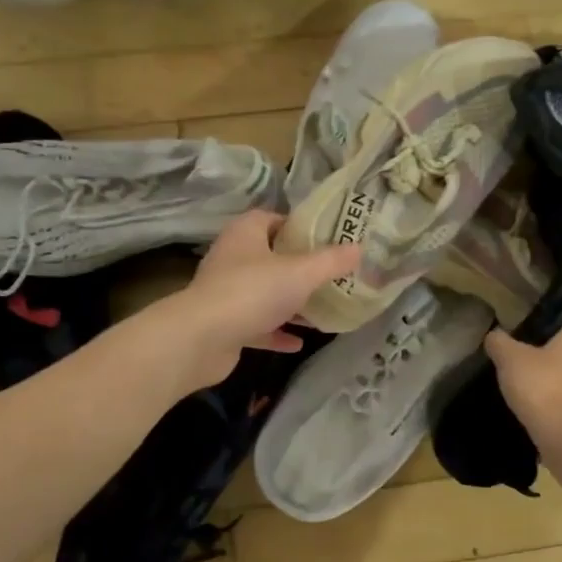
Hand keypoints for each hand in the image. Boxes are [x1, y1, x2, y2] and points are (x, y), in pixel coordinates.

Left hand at [169, 210, 360, 388]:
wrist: (202, 339)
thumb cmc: (252, 292)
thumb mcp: (301, 272)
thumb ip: (331, 261)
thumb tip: (359, 248)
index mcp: (246, 234)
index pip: (273, 218)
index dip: (299, 227)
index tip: (327, 239)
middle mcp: (233, 258)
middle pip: (271, 256)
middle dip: (300, 267)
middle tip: (331, 275)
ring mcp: (227, 293)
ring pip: (265, 293)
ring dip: (290, 302)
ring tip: (322, 309)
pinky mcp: (226, 324)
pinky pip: (258, 324)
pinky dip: (277, 331)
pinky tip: (300, 342)